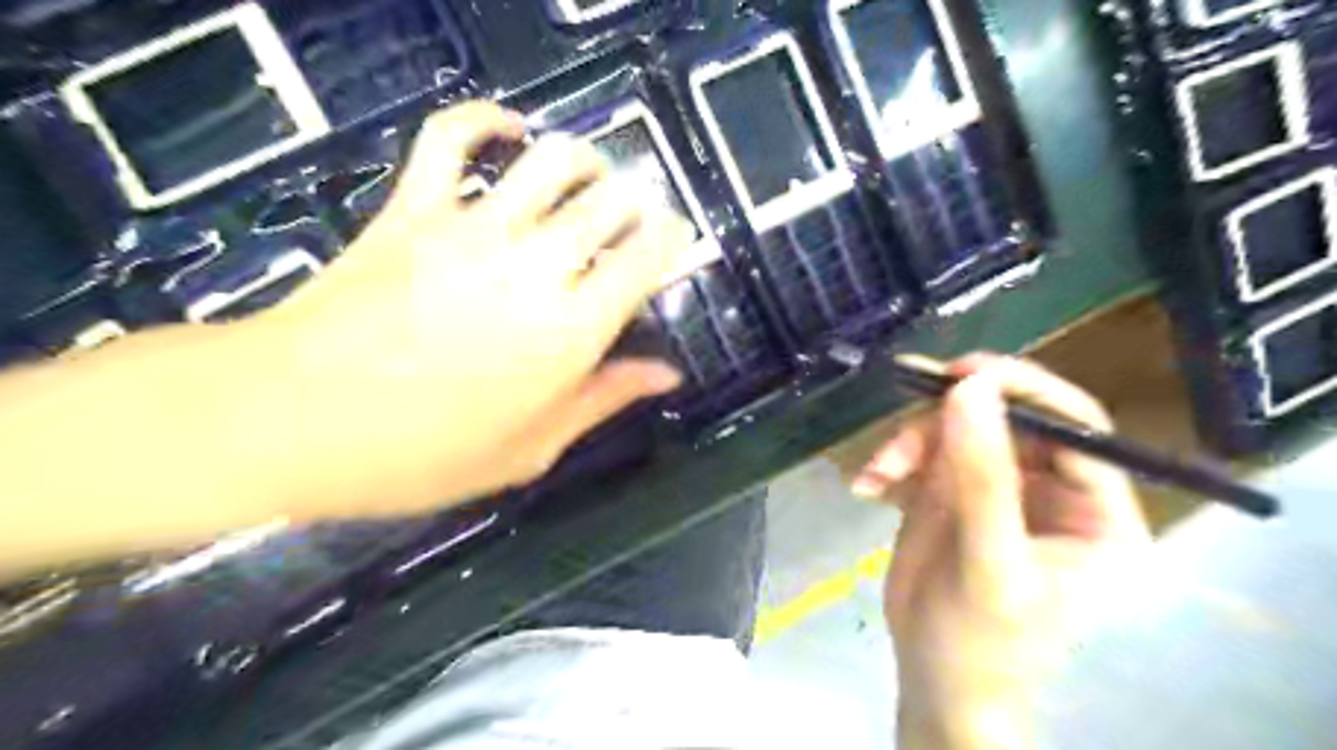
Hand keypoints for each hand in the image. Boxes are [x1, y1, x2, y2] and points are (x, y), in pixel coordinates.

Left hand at [267, 103, 694, 518]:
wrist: (292, 420)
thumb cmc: (423, 454)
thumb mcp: (532, 448)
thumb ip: (605, 399)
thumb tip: (668, 373)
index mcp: (572, 330)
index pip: (647, 258)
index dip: (673, 240)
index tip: (675, 244)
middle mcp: (537, 265)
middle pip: (612, 201)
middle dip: (636, 202)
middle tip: (633, 222)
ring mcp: (472, 227)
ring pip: (553, 161)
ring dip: (586, 162)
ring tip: (589, 179)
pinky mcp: (414, 207)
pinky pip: (454, 137)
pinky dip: (488, 120)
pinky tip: (511, 131)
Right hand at [857, 355, 1148, 749]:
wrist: (934, 681)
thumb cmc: (983, 643)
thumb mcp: (989, 562)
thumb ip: (983, 477)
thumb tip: (969, 389)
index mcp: (1098, 512)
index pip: (1076, 426)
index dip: (1023, 390)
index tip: (961, 373)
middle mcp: (1053, 489)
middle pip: (1005, 418)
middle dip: (947, 419)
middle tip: (903, 417)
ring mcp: (998, 486)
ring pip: (957, 428)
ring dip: (909, 442)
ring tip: (877, 474)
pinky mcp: (953, 490)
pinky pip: (923, 449)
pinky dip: (891, 460)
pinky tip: (868, 485)